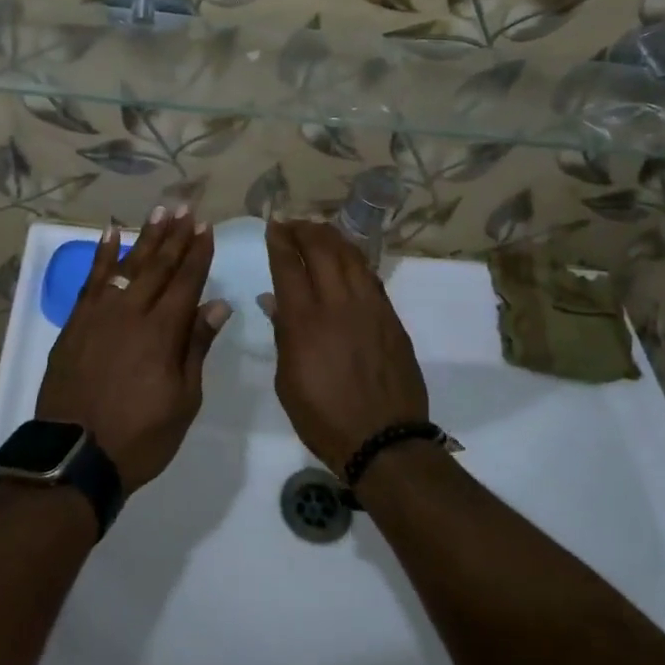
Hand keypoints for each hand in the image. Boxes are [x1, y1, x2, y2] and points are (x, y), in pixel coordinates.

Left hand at [36, 206, 229, 493]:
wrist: (74, 456)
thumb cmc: (139, 436)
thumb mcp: (183, 400)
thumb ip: (196, 347)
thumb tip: (217, 305)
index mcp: (163, 332)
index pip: (187, 282)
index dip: (198, 254)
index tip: (207, 228)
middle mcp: (132, 312)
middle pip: (159, 265)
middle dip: (175, 235)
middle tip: (186, 208)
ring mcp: (100, 314)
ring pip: (128, 264)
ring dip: (146, 236)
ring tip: (159, 210)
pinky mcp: (76, 322)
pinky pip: (91, 279)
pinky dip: (102, 255)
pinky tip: (110, 234)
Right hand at [265, 220, 428, 472]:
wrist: (384, 441)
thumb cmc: (324, 418)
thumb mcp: (287, 382)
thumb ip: (283, 335)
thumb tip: (275, 301)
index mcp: (305, 321)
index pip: (288, 265)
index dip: (279, 240)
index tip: (273, 226)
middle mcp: (338, 304)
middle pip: (321, 249)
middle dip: (304, 230)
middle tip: (293, 224)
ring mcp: (369, 307)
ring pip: (350, 256)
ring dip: (332, 238)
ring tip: (319, 232)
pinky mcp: (391, 317)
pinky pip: (370, 276)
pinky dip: (355, 260)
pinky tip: (347, 259)